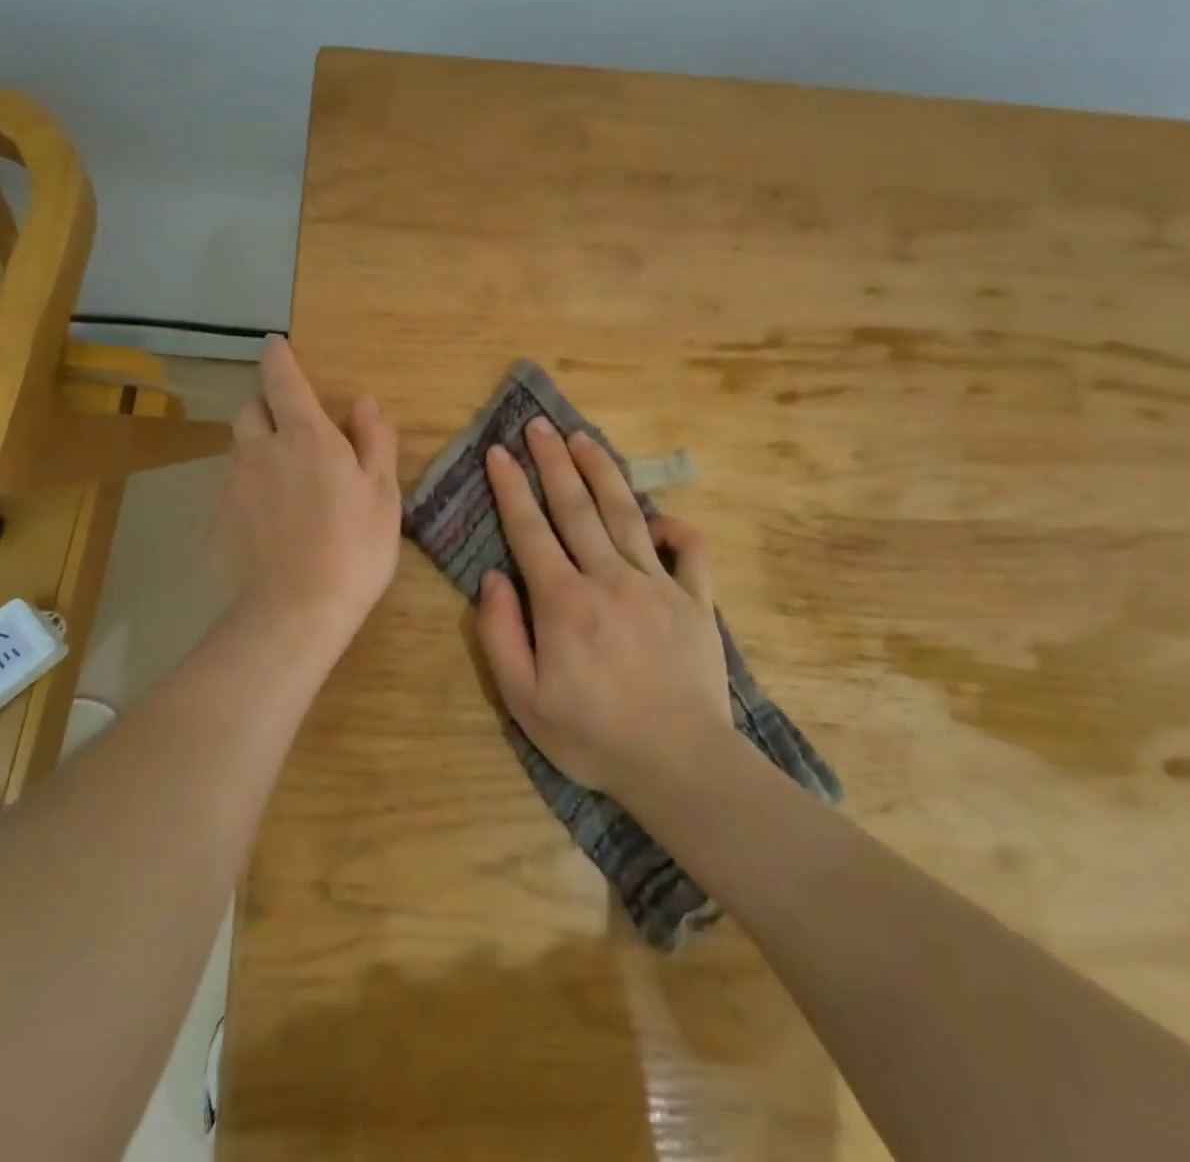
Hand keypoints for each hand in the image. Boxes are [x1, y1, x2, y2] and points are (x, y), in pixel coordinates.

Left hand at [220, 337, 400, 647]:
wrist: (297, 609)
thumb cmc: (354, 546)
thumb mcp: (383, 493)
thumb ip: (374, 442)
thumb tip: (363, 404)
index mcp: (306, 437)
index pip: (283, 381)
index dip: (278, 358)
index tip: (275, 344)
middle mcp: (262, 450)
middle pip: (250, 409)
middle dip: (266, 406)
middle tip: (292, 427)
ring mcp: (236, 484)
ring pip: (239, 447)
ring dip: (257, 445)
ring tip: (284, 476)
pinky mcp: (221, 518)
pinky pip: (233, 485)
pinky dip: (250, 485)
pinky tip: (271, 517)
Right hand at [475, 418, 732, 796]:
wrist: (679, 763)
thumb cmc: (593, 736)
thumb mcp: (524, 700)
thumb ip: (500, 634)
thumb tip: (493, 579)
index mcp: (564, 601)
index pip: (530, 530)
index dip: (511, 488)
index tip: (499, 453)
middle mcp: (609, 578)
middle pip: (576, 507)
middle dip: (554, 462)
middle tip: (539, 425)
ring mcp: (657, 585)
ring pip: (625, 514)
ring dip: (602, 472)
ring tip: (584, 438)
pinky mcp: (695, 601)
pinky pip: (690, 551)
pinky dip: (675, 527)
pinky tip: (658, 515)